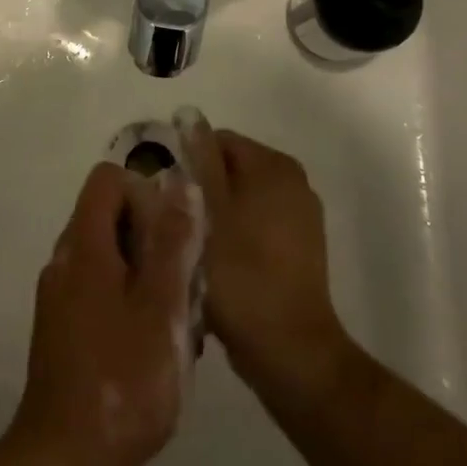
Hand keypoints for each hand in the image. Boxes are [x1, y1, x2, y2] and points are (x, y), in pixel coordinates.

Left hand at [10, 162, 197, 465]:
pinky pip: (101, 289)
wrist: (67, 461)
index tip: (175, 232)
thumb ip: (172, 243)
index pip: (107, 180)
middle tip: (186, 280)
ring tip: (179, 316)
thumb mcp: (162, 308)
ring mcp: (60, 296)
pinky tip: (156, 343)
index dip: (144, 191)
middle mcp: (64, 261)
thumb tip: (181, 184)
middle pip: (109, 216)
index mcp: (83, 246)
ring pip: (109, 255)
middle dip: (153, 236)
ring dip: (147, 272)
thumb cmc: (123, 381)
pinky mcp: (64, 328)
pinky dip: (131, 299)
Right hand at [183, 123, 353, 407]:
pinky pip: (256, 225)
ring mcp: (300, 217)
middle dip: (200, 188)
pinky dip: (235, 235)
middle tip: (173, 222)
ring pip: (241, 199)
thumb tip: (189, 117)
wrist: (288, 348)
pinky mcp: (300, 249)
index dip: (186, 161)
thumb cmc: (240, 272)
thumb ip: (198, 159)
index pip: (219, 140)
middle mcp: (293, 182)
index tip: (165, 194)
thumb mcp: (207, 209)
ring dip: (215, 214)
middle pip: (231, 168)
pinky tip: (217, 264)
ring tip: (191, 245)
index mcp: (274, 166)